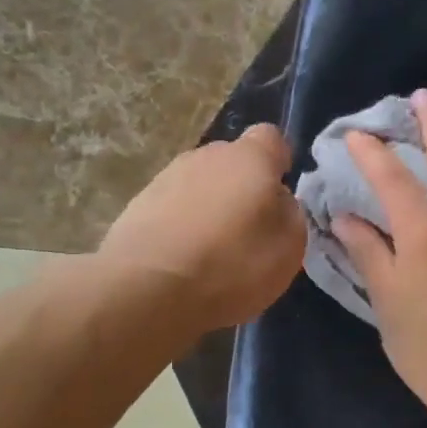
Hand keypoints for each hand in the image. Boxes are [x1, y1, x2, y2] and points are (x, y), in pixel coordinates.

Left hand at [101, 123, 305, 333]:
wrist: (147, 289)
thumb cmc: (231, 265)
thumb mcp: (288, 248)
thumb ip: (289, 213)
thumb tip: (277, 200)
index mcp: (249, 158)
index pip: (271, 138)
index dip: (279, 163)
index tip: (280, 195)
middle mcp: (206, 156)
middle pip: (232, 162)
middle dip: (242, 188)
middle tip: (248, 230)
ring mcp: (166, 177)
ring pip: (200, 185)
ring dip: (209, 208)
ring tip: (212, 252)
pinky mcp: (137, 205)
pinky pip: (172, 208)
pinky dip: (181, 226)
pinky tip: (182, 260)